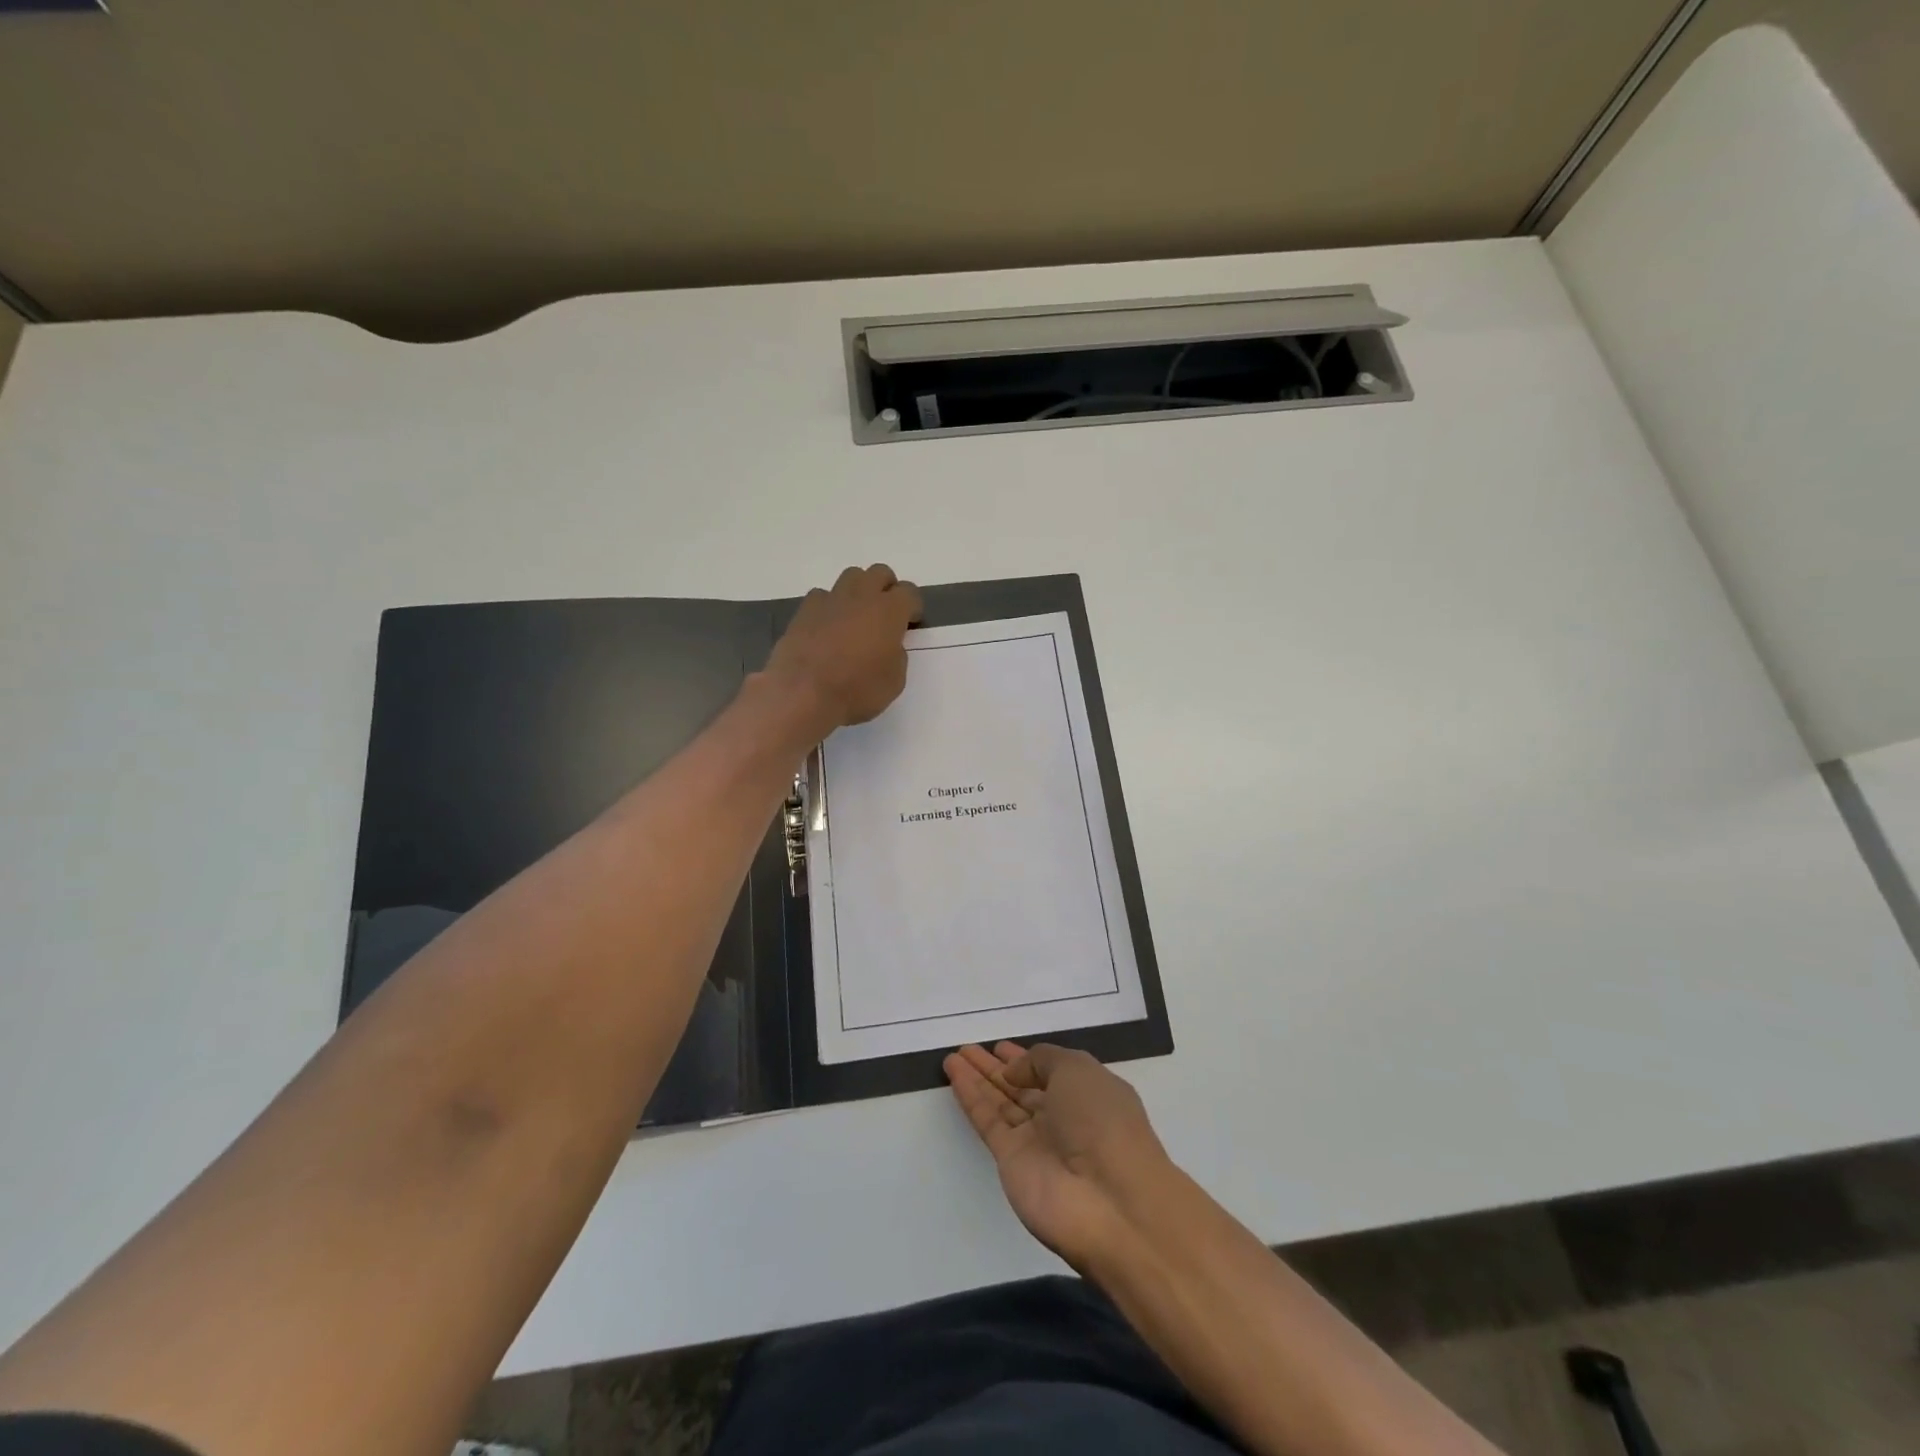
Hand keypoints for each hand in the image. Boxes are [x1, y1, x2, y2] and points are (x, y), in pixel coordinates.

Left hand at [764, 564, 922, 735]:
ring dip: (858, 592)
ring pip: (850, 578)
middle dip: (886, 589)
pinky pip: (822, 597)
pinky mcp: (804, 611)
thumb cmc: (857, 690)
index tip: (910, 623)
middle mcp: (861, 597)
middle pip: (879, 573)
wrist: (803, 694)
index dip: (912, 607)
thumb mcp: (894, 681)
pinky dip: (829, 607)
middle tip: (885, 615)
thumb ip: (896, 655)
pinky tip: (827, 628)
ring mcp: (829, 600)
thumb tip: (888, 646)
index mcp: (889, 611)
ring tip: (856, 618)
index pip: (909, 592)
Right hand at [944, 1042, 1171, 1272]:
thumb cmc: (1104, 1122)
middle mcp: (1062, 1117)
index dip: (1025, 1058)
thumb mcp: (1078, 1070)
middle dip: (995, 1068)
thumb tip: (1013, 1072)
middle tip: (967, 1048)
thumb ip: (1041, 1060)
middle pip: (1022, 1087)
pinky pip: (988, 1121)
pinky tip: (954, 1074)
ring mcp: (1036, 1141)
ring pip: (1001, 1102)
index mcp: (1087, 1093)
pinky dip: (971, 1098)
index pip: (1049, 1071)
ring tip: (953, 1057)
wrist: (1111, 1204)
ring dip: (978, 1079)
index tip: (998, 1046)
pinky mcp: (1012, 1162)